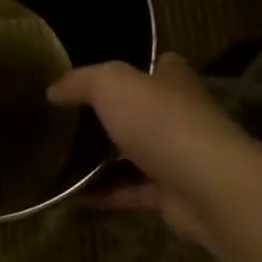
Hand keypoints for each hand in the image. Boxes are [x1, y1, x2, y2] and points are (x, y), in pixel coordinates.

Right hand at [48, 53, 251, 251]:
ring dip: (104, 160)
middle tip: (70, 121)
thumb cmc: (162, 122)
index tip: (99, 76)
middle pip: (144, 112)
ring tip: (63, 160)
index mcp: (174, 82)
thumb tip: (53, 90)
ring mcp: (178, 157)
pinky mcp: (171, 195)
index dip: (135, 67)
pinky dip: (104, 193)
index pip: (160, 65)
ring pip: (136, 155)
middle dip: (114, 116)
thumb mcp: (112, 85)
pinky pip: (130, 191)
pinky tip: (71, 196)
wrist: (208, 186)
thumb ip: (82, 82)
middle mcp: (181, 116)